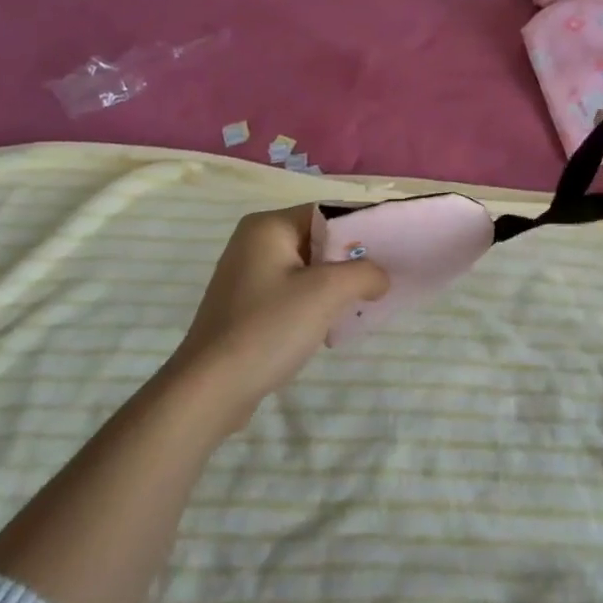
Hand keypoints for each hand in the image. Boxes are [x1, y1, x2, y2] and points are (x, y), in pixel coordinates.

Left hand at [171, 205, 388, 431]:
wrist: (210, 390)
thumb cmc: (268, 327)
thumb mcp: (326, 293)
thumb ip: (363, 273)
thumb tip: (381, 277)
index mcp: (268, 226)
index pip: (326, 212)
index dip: (361, 228)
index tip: (392, 248)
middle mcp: (254, 242)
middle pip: (317, 239)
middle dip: (350, 260)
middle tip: (382, 279)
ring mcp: (247, 275)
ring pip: (307, 269)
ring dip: (334, 285)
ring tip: (361, 304)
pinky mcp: (246, 306)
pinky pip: (292, 292)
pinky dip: (314, 303)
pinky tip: (330, 326)